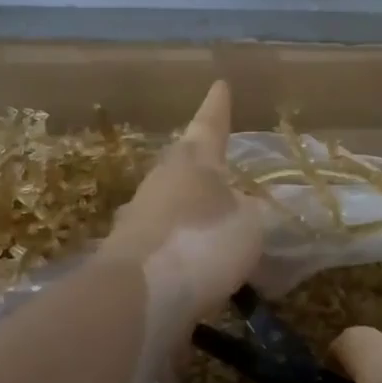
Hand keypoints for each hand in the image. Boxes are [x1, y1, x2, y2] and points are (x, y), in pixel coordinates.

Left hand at [99, 81, 262, 364]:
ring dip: (191, 211)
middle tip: (222, 166)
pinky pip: (165, 243)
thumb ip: (253, 212)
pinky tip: (198, 269)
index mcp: (192, 161)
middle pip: (183, 164)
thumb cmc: (202, 241)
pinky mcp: (128, 256)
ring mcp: (138, 218)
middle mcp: (160, 181)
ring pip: (171, 204)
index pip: (210, 124)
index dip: (218, 107)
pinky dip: (183, 249)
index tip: (220, 85)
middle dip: (202, 165)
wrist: (139, 297)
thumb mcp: (249, 224)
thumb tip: (250, 207)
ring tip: (216, 226)